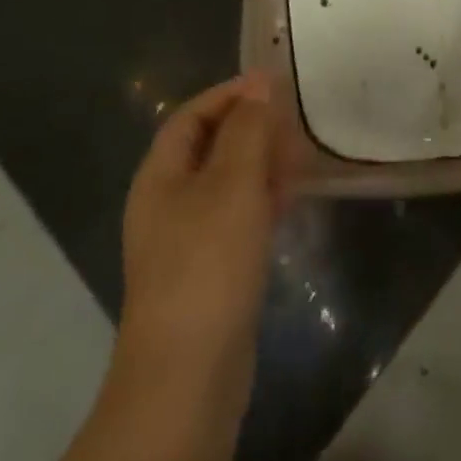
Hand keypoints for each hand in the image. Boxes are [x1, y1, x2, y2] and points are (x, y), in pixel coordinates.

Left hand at [52, 73, 289, 460]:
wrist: (187, 379)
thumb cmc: (207, 263)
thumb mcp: (232, 183)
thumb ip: (248, 128)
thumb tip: (259, 81)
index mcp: (160, 175)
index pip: (192, 115)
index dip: (230, 94)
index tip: (273, 84)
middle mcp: (166, 202)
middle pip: (209, 147)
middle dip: (250, 129)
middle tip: (293, 123)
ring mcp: (185, 241)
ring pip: (226, 184)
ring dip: (260, 165)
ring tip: (299, 159)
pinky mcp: (207, 273)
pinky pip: (234, 219)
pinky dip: (260, 202)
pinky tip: (289, 203)